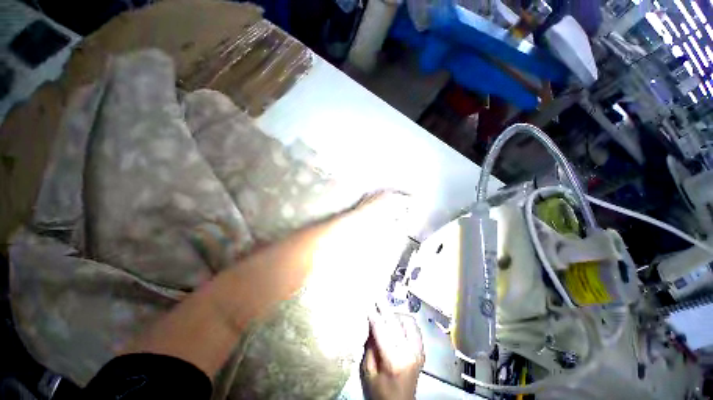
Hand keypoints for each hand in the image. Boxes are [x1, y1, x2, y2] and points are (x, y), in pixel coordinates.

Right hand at [361, 309, 424, 399]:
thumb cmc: (380, 392)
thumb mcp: (368, 372)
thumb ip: (369, 347)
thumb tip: (370, 324)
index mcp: (393, 360)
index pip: (381, 329)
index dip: (373, 313)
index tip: (367, 301)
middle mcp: (408, 352)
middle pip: (395, 322)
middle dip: (384, 307)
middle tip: (377, 295)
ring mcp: (418, 351)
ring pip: (408, 321)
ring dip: (395, 314)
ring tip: (386, 314)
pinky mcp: (422, 351)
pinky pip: (415, 328)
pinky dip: (405, 321)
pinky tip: (397, 322)